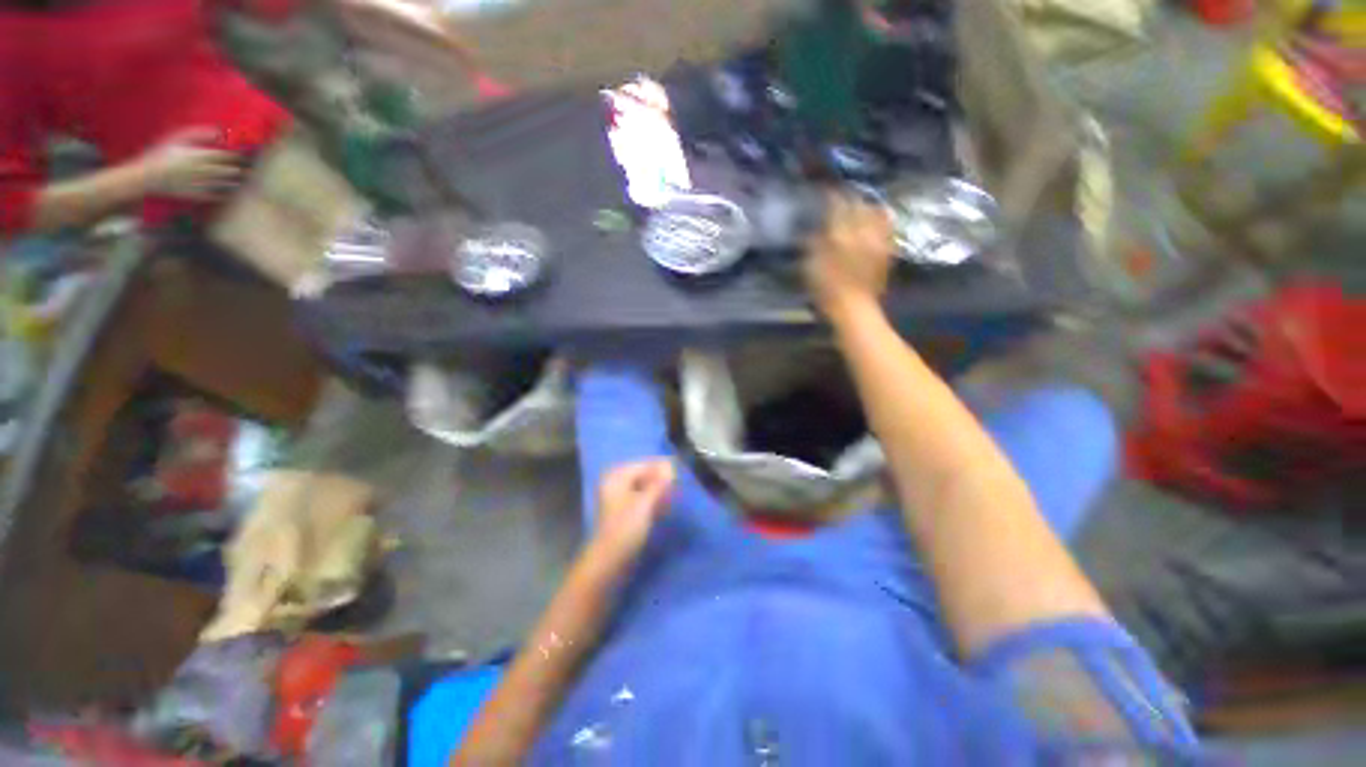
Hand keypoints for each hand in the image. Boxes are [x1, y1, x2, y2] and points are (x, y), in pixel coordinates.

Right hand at [137, 127, 242, 200]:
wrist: (147, 177)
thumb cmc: (161, 153)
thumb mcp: (177, 139)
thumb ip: (198, 134)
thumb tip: (218, 132)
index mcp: (200, 157)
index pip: (225, 156)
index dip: (238, 155)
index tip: (247, 153)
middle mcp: (204, 171)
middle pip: (228, 170)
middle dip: (241, 169)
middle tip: (252, 168)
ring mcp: (201, 184)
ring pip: (224, 184)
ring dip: (234, 181)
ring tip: (242, 178)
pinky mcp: (196, 195)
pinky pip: (215, 196)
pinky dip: (224, 194)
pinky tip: (231, 193)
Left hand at [589, 459, 675, 566]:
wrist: (609, 562)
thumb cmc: (625, 529)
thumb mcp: (644, 503)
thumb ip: (658, 483)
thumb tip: (670, 465)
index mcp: (616, 477)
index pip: (643, 464)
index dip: (661, 467)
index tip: (678, 472)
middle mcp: (616, 484)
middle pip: (643, 475)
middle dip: (660, 480)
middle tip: (675, 487)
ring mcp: (619, 499)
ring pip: (644, 488)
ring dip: (658, 491)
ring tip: (671, 498)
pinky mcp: (625, 513)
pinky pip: (642, 499)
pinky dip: (653, 501)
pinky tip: (663, 508)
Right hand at [804, 194, 895, 315]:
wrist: (854, 308)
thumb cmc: (826, 289)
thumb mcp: (810, 266)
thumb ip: (812, 242)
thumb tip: (814, 228)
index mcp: (840, 233)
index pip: (836, 203)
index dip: (830, 194)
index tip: (824, 189)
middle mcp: (862, 230)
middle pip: (857, 204)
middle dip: (848, 197)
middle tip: (839, 197)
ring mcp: (877, 239)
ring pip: (874, 211)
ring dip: (865, 205)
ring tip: (858, 205)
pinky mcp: (887, 249)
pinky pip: (887, 225)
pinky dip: (881, 217)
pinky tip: (878, 217)